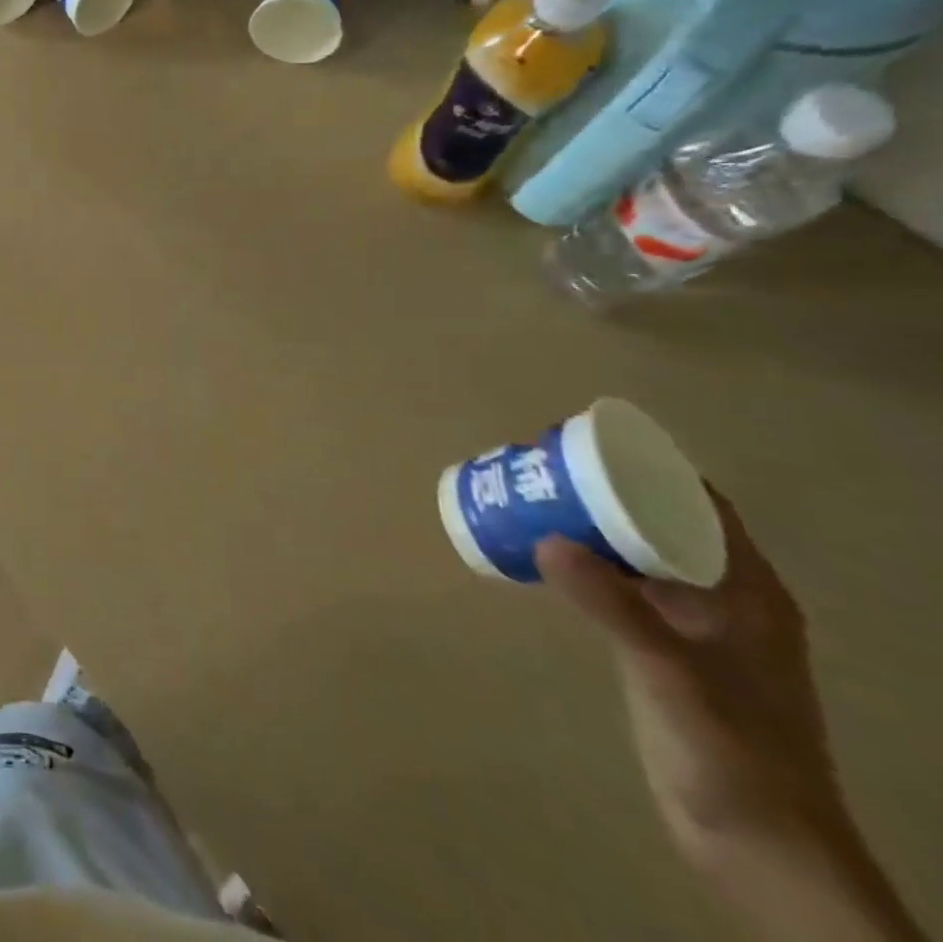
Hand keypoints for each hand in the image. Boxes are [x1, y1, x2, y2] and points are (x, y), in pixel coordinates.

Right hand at [537, 494, 848, 867]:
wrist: (757, 843)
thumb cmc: (733, 750)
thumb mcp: (671, 672)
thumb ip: (613, 606)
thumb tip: (543, 537)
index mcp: (745, 590)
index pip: (699, 503)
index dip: (646, 466)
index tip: (583, 444)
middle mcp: (721, 596)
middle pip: (659, 520)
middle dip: (601, 488)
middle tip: (538, 466)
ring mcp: (693, 625)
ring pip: (634, 551)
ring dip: (588, 523)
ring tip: (530, 498)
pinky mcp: (664, 648)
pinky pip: (619, 584)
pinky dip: (584, 561)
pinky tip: (543, 555)